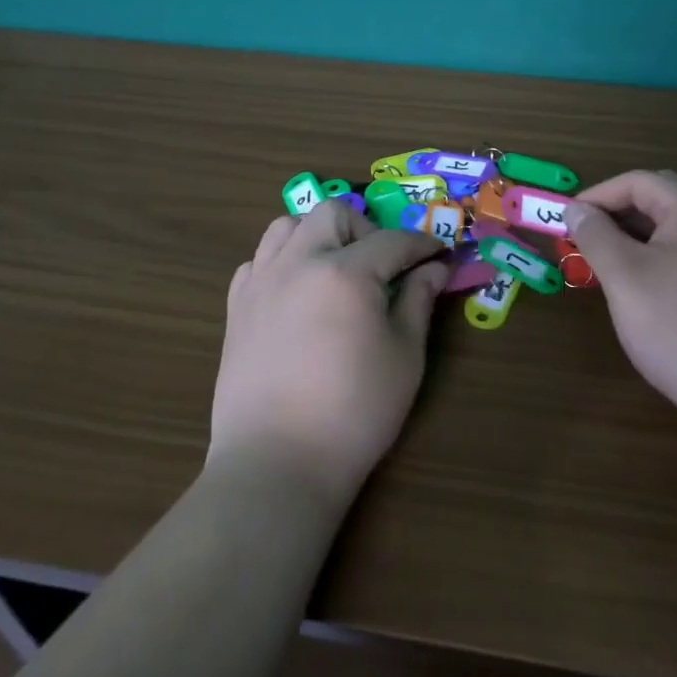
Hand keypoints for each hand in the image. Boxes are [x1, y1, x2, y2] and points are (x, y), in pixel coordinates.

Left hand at [211, 200, 448, 507]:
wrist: (277, 463)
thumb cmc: (355, 413)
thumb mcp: (404, 356)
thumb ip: (418, 301)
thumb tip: (434, 268)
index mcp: (345, 273)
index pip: (392, 241)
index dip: (421, 245)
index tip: (439, 255)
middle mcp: (298, 263)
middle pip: (333, 213)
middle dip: (366, 228)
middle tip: (384, 266)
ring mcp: (261, 282)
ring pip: (287, 225)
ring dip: (318, 234)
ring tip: (336, 269)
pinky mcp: (236, 307)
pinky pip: (259, 261)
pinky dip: (282, 261)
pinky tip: (298, 292)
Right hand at [564, 170, 676, 431]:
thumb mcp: (624, 276)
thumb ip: (595, 234)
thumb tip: (575, 209)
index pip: (639, 181)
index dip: (598, 196)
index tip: (569, 222)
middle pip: (663, 197)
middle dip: (620, 213)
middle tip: (588, 238)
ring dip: (641, 235)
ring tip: (611, 263)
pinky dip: (664, 255)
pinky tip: (648, 286)